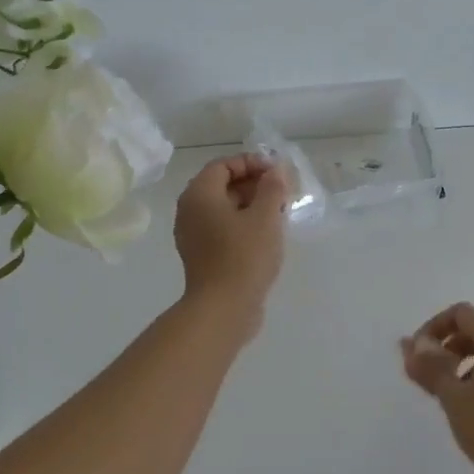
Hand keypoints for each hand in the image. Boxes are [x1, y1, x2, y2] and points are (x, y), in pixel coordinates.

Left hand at [174, 154, 289, 323]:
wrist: (223, 309)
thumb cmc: (244, 256)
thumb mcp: (265, 216)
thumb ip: (273, 187)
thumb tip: (276, 170)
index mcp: (199, 194)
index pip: (223, 165)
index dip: (252, 163)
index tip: (278, 174)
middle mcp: (190, 211)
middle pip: (222, 185)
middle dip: (254, 184)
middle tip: (283, 193)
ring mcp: (193, 235)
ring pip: (224, 209)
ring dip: (251, 205)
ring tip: (280, 213)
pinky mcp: (202, 256)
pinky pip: (222, 228)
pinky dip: (243, 225)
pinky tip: (267, 235)